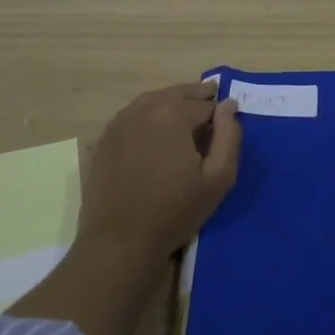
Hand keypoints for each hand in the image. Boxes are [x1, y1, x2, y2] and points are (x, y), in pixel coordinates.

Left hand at [79, 81, 242, 262]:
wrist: (120, 241)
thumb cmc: (174, 211)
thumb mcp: (218, 178)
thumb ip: (229, 136)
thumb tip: (229, 106)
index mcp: (173, 113)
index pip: (206, 103)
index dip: (219, 115)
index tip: (225, 126)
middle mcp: (143, 108)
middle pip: (178, 94)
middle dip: (196, 99)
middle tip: (210, 109)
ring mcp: (119, 121)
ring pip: (153, 101)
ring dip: (172, 105)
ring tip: (185, 120)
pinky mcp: (104, 138)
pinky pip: (133, 116)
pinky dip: (149, 116)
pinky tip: (155, 133)